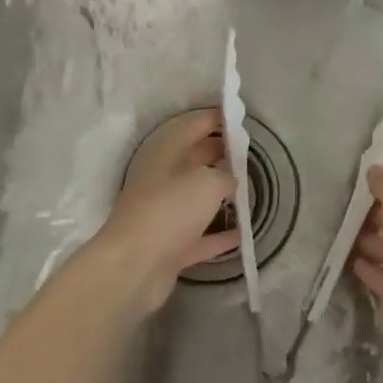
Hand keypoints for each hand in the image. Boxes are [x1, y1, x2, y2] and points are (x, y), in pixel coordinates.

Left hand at [90, 108, 238, 318]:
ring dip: (219, 194)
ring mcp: (163, 214)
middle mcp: (161, 179)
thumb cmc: (170, 211)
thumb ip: (226, 175)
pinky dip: (218, 234)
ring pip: (196, 198)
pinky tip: (242, 233)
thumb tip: (231, 180)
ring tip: (248, 189)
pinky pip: (199, 235)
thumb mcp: (208, 183)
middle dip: (220, 153)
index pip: (193, 126)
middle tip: (249, 153)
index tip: (238, 115)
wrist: (134, 266)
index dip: (216, 118)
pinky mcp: (169, 246)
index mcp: (165, 154)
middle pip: (194, 160)